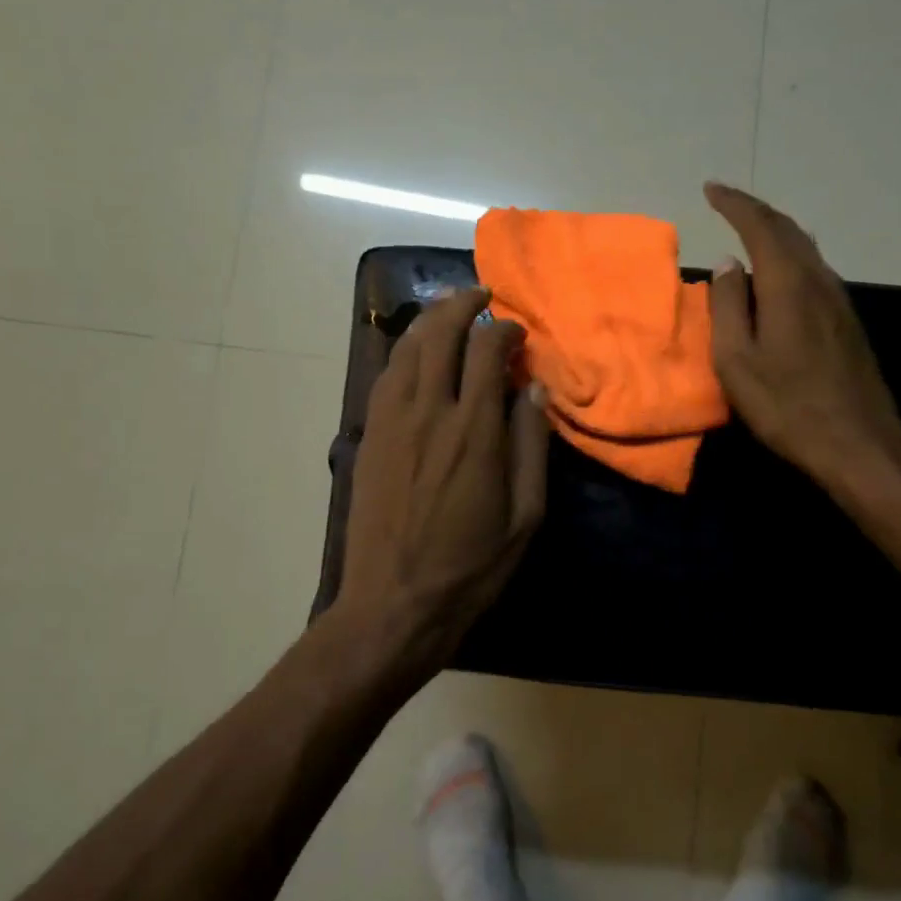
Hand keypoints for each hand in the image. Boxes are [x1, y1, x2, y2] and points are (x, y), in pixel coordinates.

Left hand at [336, 287, 549, 678]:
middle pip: (440, 333)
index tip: (517, 334)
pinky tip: (417, 354)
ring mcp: (390, 421)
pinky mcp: (368, 436)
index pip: (486, 349)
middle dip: (462, 304)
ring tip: (449, 312)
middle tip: (481, 296)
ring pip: (406, 347)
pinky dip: (404, 351)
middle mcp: (428, 412)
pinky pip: (386, 375)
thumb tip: (532, 391)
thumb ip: (531, 447)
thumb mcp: (524, 516)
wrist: (393, 604)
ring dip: (430, 320)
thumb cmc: (470, 568)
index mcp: (473, 431)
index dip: (504, 330)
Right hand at [704, 182, 900, 486]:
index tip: (711, 189)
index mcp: (788, 284)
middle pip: (788, 230)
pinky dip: (790, 256)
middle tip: (727, 203)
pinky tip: (780, 272)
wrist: (857, 443)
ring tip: (748, 231)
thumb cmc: (786, 405)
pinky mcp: (847, 321)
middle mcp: (818, 280)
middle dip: (755, 211)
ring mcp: (839, 300)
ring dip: (775, 232)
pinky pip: (814, 270)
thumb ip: (728, 306)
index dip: (734, 204)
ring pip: (805, 248)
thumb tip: (727, 264)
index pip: (759, 226)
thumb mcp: (737, 360)